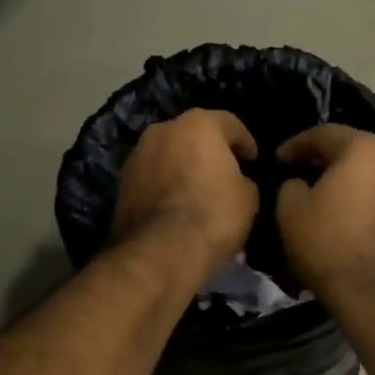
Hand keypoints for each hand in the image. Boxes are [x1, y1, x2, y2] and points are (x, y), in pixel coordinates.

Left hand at [109, 109, 259, 280]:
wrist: (159, 250)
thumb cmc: (213, 214)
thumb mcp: (248, 198)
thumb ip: (243, 180)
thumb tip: (235, 182)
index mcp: (198, 124)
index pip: (230, 124)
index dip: (246, 142)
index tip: (253, 160)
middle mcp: (163, 129)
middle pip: (194, 134)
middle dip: (210, 151)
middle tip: (225, 172)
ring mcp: (138, 154)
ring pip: (169, 154)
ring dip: (184, 166)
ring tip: (198, 190)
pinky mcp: (122, 181)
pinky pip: (153, 176)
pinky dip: (165, 184)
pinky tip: (176, 204)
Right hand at [273, 125, 374, 299]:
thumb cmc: (331, 244)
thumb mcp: (291, 212)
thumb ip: (291, 186)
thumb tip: (301, 183)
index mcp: (363, 149)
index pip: (325, 134)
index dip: (297, 145)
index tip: (279, 159)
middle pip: (355, 152)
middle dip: (328, 161)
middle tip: (304, 175)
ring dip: (353, 184)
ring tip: (331, 201)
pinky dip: (370, 204)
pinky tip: (355, 222)